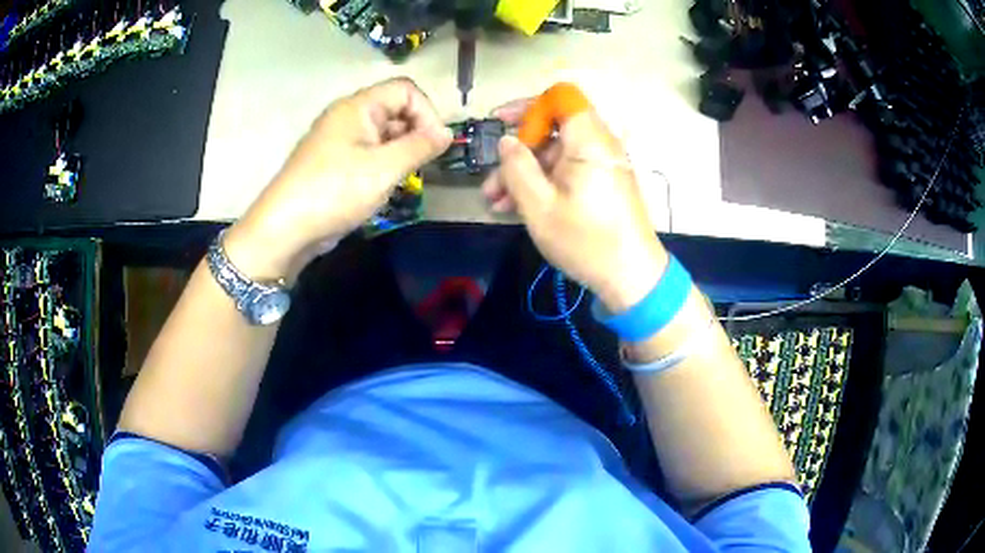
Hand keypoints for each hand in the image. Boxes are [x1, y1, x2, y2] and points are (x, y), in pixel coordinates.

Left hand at [226, 78, 452, 280]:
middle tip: (419, 166)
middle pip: (395, 110)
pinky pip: (368, 153)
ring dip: (400, 153)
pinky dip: (383, 166)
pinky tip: (382, 189)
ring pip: (383, 134)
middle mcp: (347, 116)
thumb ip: (420, 146)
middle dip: (415, 134)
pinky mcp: (333, 162)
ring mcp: (338, 140)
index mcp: (358, 106)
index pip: (406, 90)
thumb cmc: (335, 191)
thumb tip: (447, 133)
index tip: (434, 146)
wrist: (284, 229)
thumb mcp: (384, 168)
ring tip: (401, 180)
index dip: (427, 113)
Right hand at [483, 99, 666, 312]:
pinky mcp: (603, 184)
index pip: (560, 96)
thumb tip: (506, 141)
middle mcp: (599, 145)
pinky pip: (568, 172)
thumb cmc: (586, 240)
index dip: (528, 105)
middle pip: (553, 128)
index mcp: (588, 140)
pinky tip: (516, 207)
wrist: (632, 278)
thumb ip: (516, 167)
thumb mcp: (539, 206)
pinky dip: (543, 183)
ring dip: (524, 172)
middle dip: (517, 150)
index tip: (500, 123)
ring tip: (495, 201)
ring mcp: (602, 166)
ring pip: (556, 154)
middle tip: (491, 179)